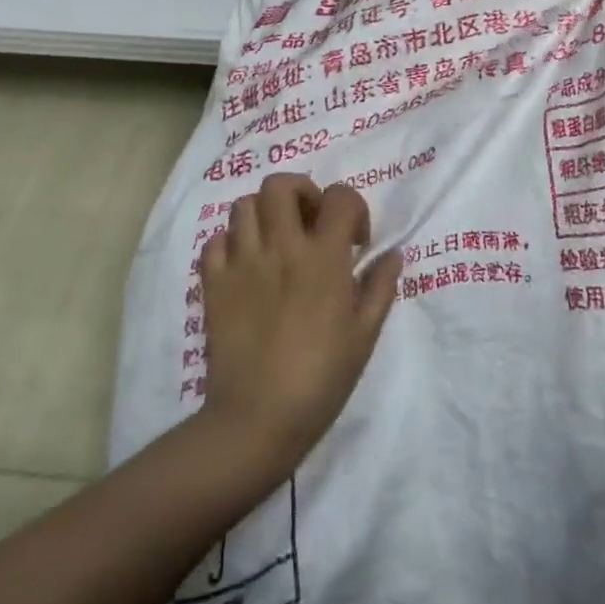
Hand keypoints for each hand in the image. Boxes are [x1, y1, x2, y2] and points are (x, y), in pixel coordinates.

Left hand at [197, 175, 401, 470]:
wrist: (258, 419)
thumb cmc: (322, 378)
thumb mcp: (365, 334)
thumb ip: (380, 287)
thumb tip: (392, 254)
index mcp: (324, 257)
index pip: (340, 197)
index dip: (353, 208)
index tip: (355, 241)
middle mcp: (281, 247)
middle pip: (281, 184)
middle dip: (301, 193)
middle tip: (310, 223)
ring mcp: (241, 262)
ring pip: (244, 205)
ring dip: (265, 214)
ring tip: (277, 241)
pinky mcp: (213, 283)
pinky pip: (215, 241)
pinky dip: (230, 243)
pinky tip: (245, 266)